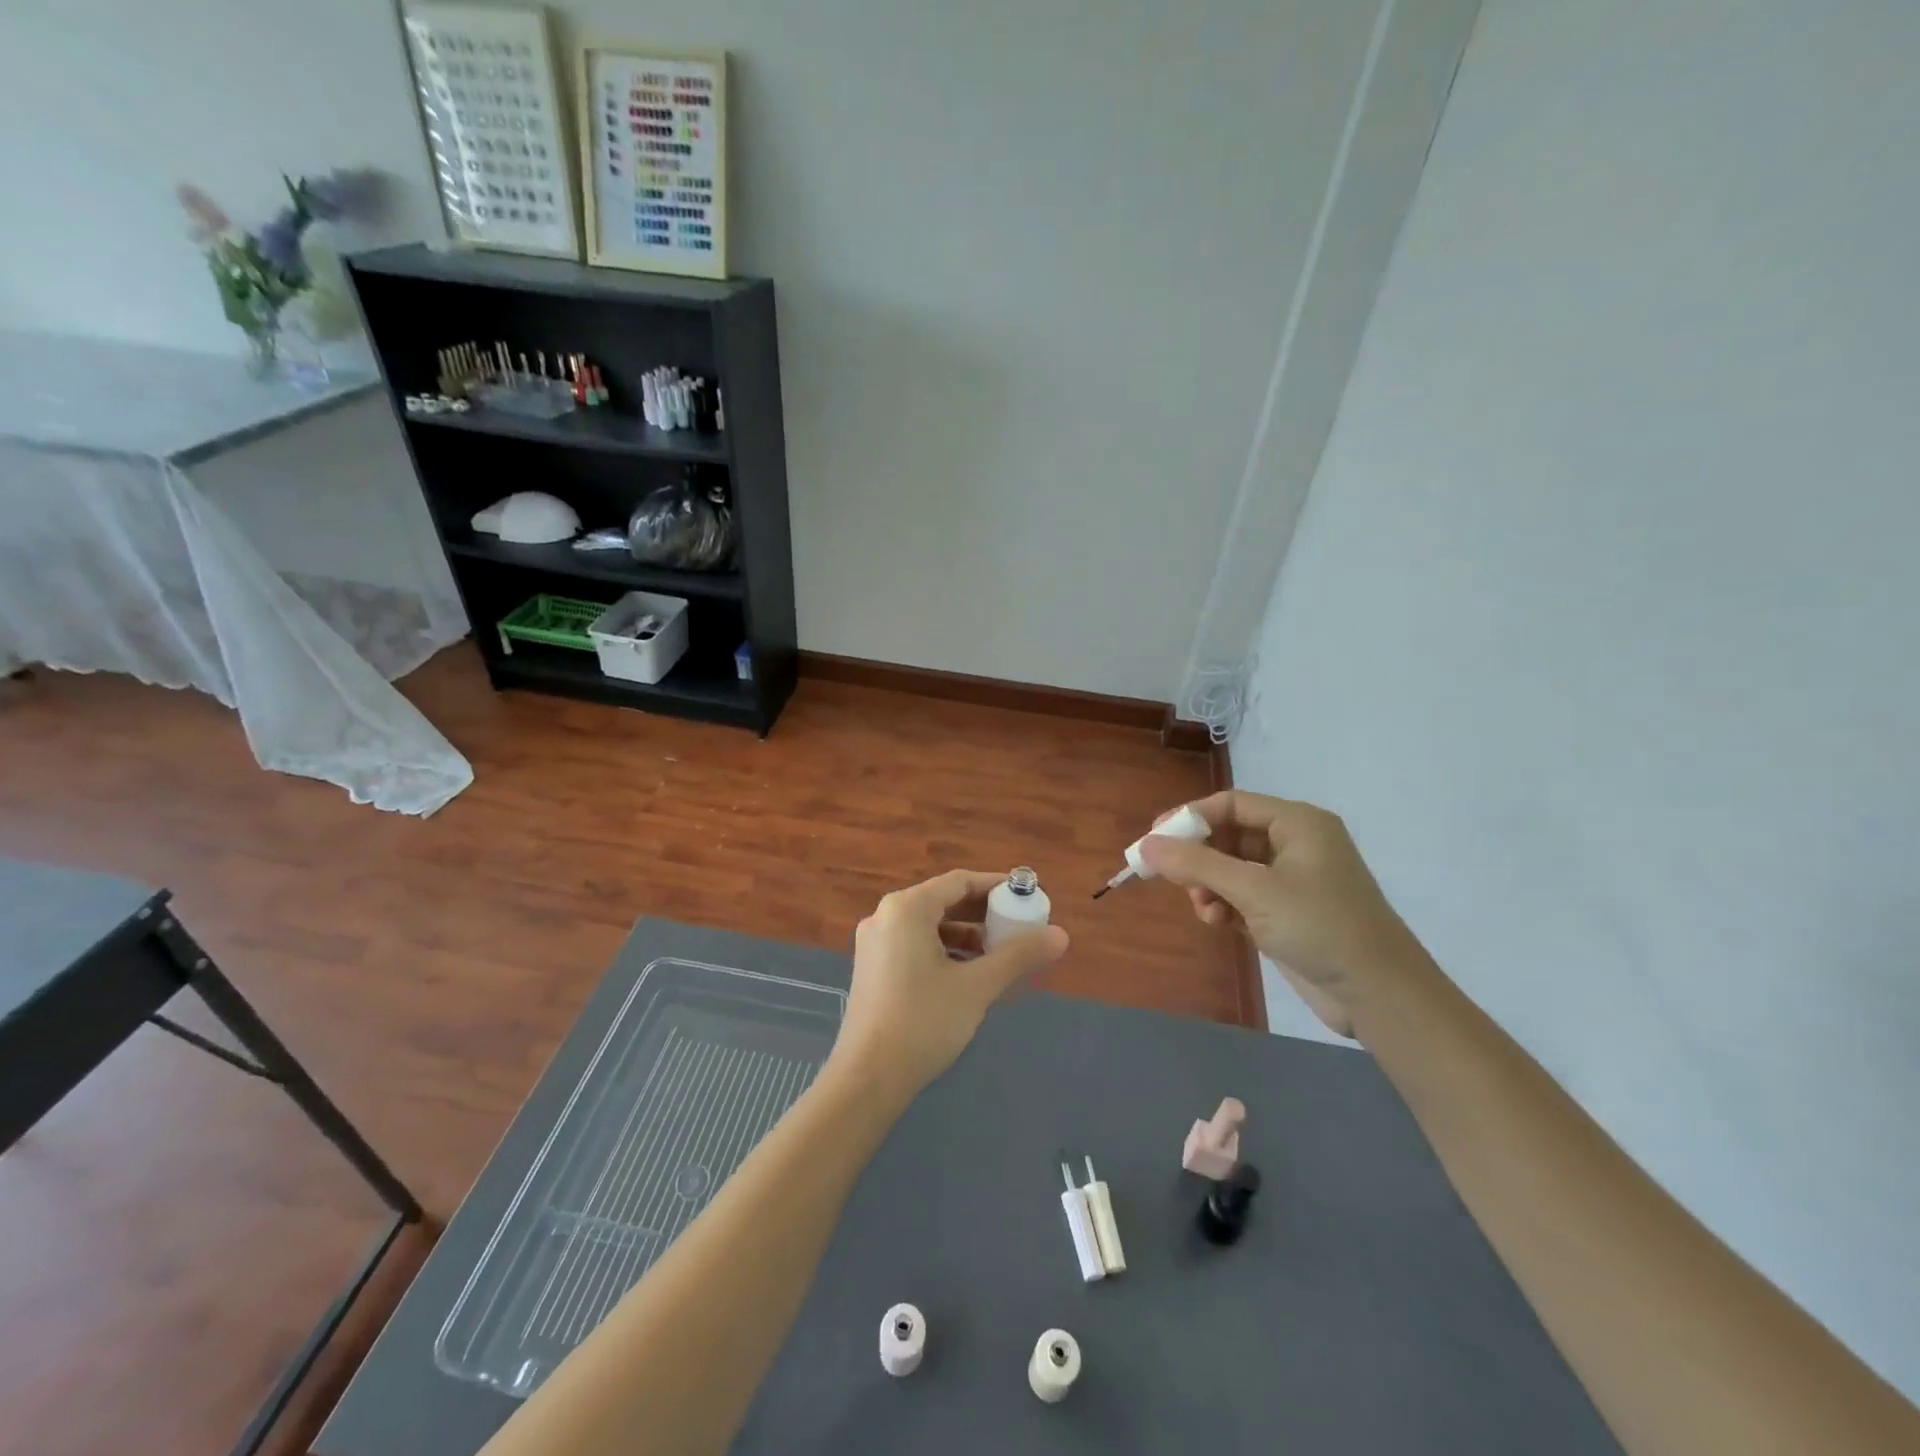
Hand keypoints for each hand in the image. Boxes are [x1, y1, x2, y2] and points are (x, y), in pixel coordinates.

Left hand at [832, 870, 1068, 1103]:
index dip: (996, 886)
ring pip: (929, 926)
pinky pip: (915, 945)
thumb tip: (1061, 935)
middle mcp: (886, 916)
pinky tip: (969, 974)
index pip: (959, 882)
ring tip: (1000, 954)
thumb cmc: (923, 1022)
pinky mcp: (873, 969)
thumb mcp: (977, 986)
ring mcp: (875, 944)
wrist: (867, 1079)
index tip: (1026, 897)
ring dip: (966, 935)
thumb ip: (1018, 955)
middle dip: (983, 913)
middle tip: (1018, 926)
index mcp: (907, 908)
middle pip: (943, 902)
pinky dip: (945, 951)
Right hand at [1138, 793, 1426, 1037]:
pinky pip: (1243, 895)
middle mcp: (1295, 843)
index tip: (1153, 839)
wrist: (1380, 994)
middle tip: (1167, 877)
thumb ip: (1197, 864)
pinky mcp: (1289, 911)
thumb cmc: (1319, 926)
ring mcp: (1293, 879)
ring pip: (1232, 868)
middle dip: (1198, 858)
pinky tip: (1218, 923)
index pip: (1230, 804)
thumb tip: (1146, 845)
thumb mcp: (1254, 890)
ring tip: (1204, 910)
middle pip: (1229, 835)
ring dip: (1209, 886)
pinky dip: (1225, 905)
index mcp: (1297, 823)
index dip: (1189, 818)